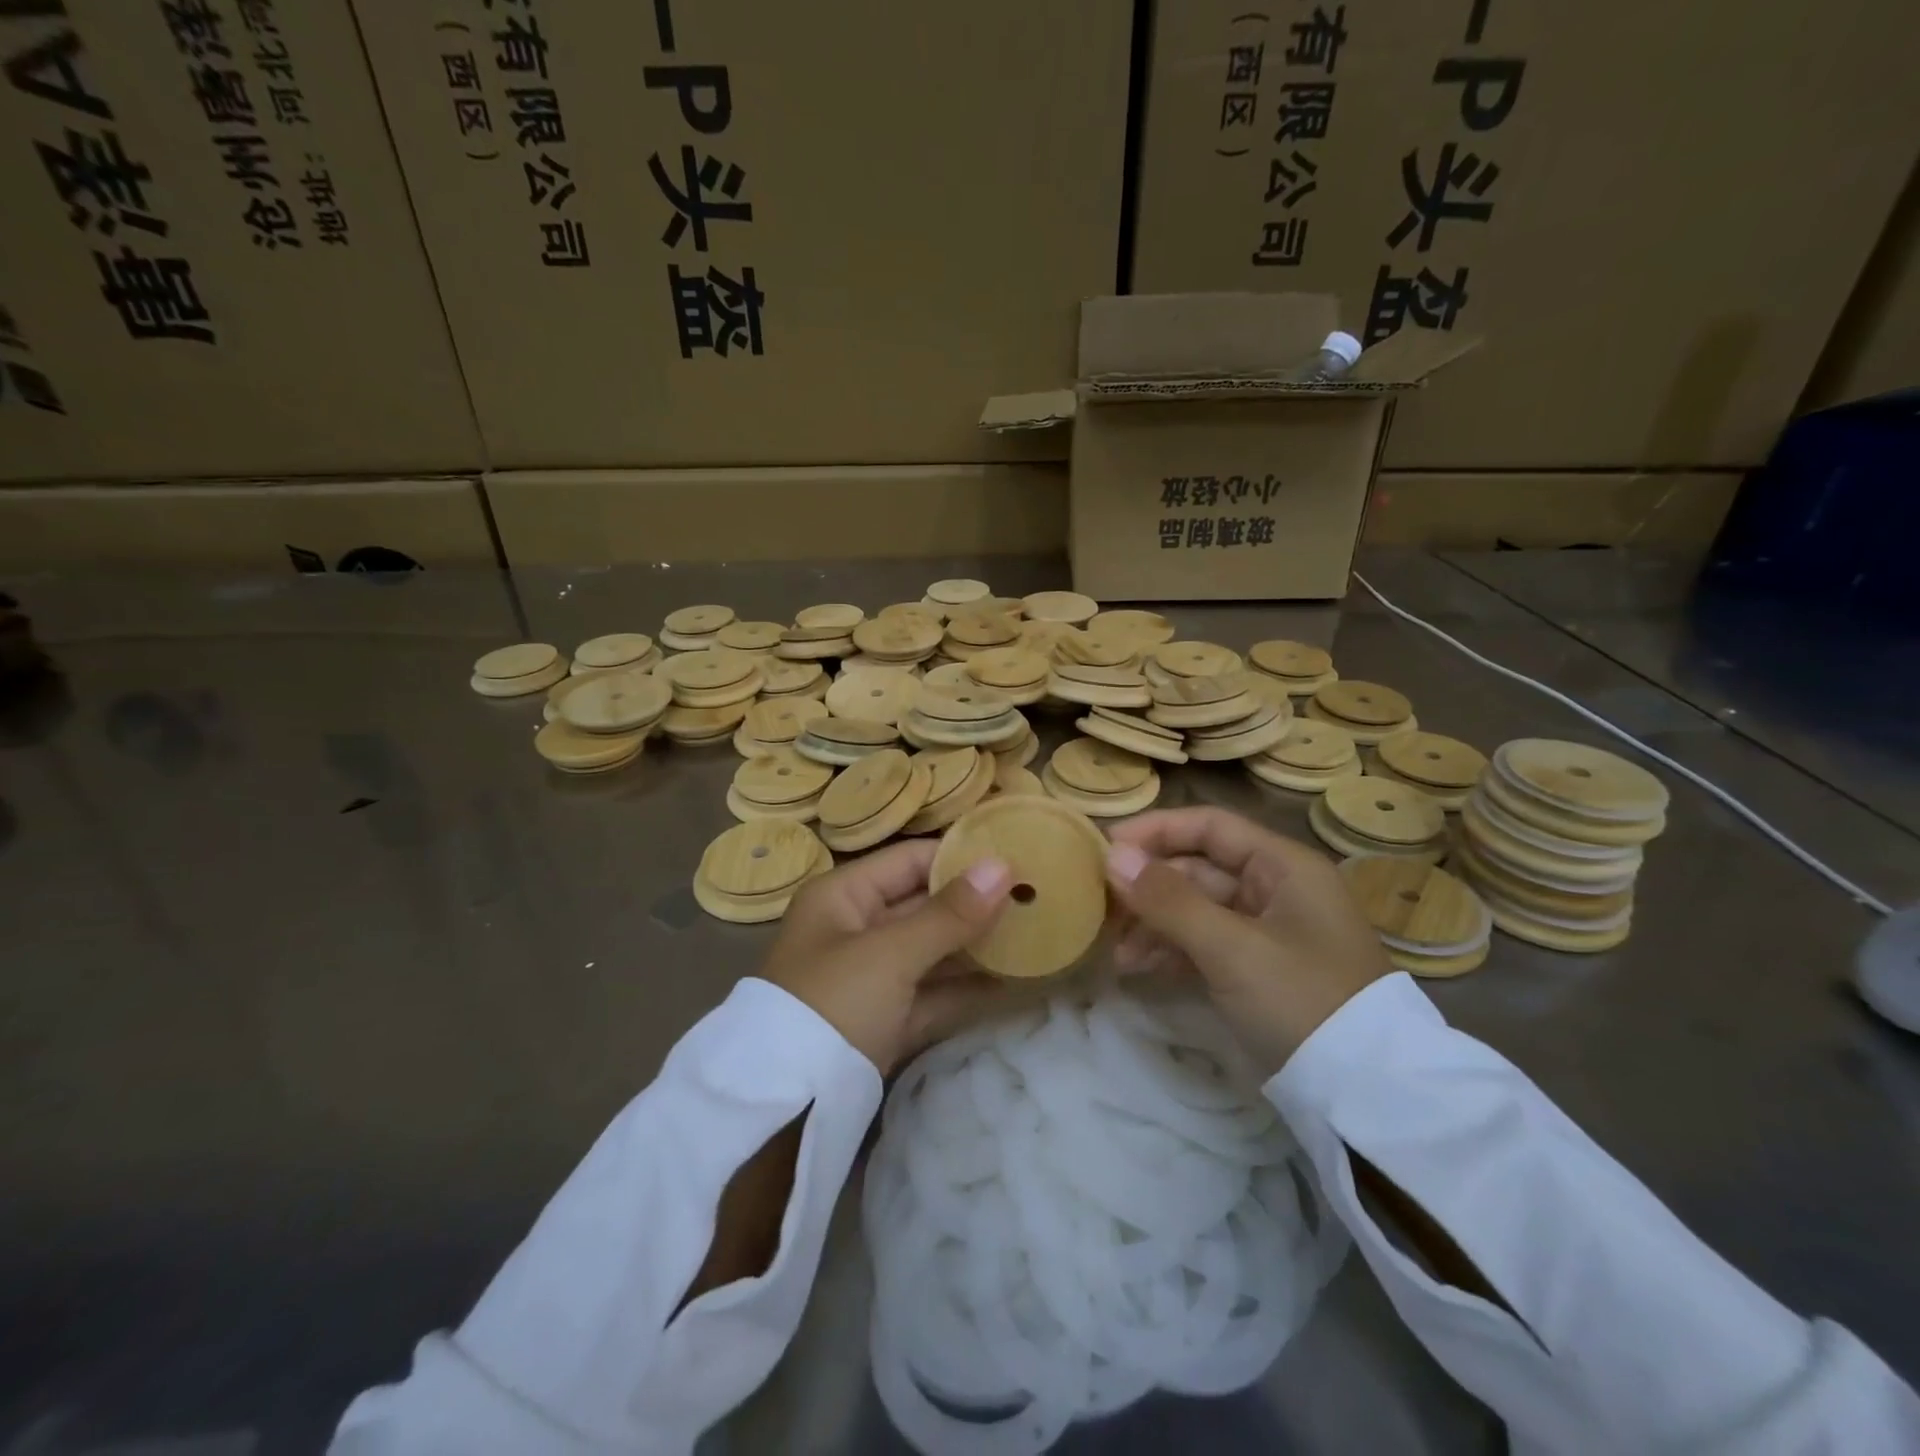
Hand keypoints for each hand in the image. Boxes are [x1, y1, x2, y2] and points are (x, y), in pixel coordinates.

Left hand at [760, 840, 1014, 1074]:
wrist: (786, 1107)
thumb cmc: (834, 1003)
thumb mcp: (891, 953)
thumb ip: (950, 913)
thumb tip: (1003, 866)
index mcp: (843, 896)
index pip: (910, 860)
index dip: (960, 857)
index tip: (1016, 858)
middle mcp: (855, 928)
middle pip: (924, 904)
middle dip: (975, 903)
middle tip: (1035, 896)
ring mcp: (870, 976)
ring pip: (932, 949)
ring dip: (976, 945)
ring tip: (1033, 933)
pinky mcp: (884, 1018)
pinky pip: (932, 991)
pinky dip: (965, 988)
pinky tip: (1011, 981)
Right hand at [1104, 807, 1389, 1075]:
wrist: (1365, 1094)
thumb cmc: (1301, 1000)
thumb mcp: (1232, 948)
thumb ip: (1168, 900)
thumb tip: (1111, 856)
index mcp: (1282, 866)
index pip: (1208, 826)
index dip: (1155, 831)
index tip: (1104, 849)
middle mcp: (1274, 889)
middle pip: (1197, 868)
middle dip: (1147, 886)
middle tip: (1100, 905)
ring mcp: (1265, 932)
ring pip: (1194, 909)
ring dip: (1153, 923)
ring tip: (1115, 950)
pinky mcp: (1256, 969)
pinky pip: (1203, 943)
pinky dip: (1170, 950)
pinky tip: (1136, 967)